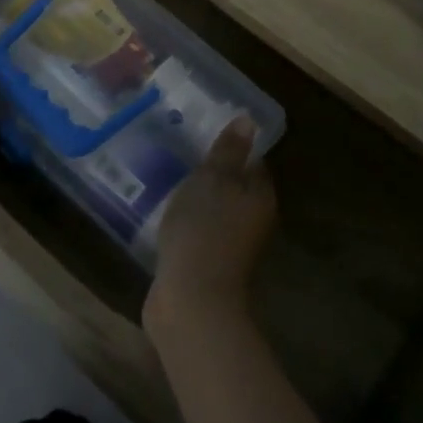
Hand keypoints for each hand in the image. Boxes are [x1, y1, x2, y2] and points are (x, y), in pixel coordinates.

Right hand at [145, 118, 275, 342]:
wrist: (191, 301)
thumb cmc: (204, 230)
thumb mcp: (213, 180)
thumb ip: (228, 151)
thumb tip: (248, 120)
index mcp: (260, 197)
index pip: (252, 163)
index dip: (232, 147)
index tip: (205, 133)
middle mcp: (252, 221)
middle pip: (234, 188)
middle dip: (212, 172)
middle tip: (181, 150)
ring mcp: (230, 246)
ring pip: (215, 211)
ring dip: (196, 198)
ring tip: (167, 176)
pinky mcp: (206, 264)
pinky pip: (198, 232)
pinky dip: (185, 221)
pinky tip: (161, 211)